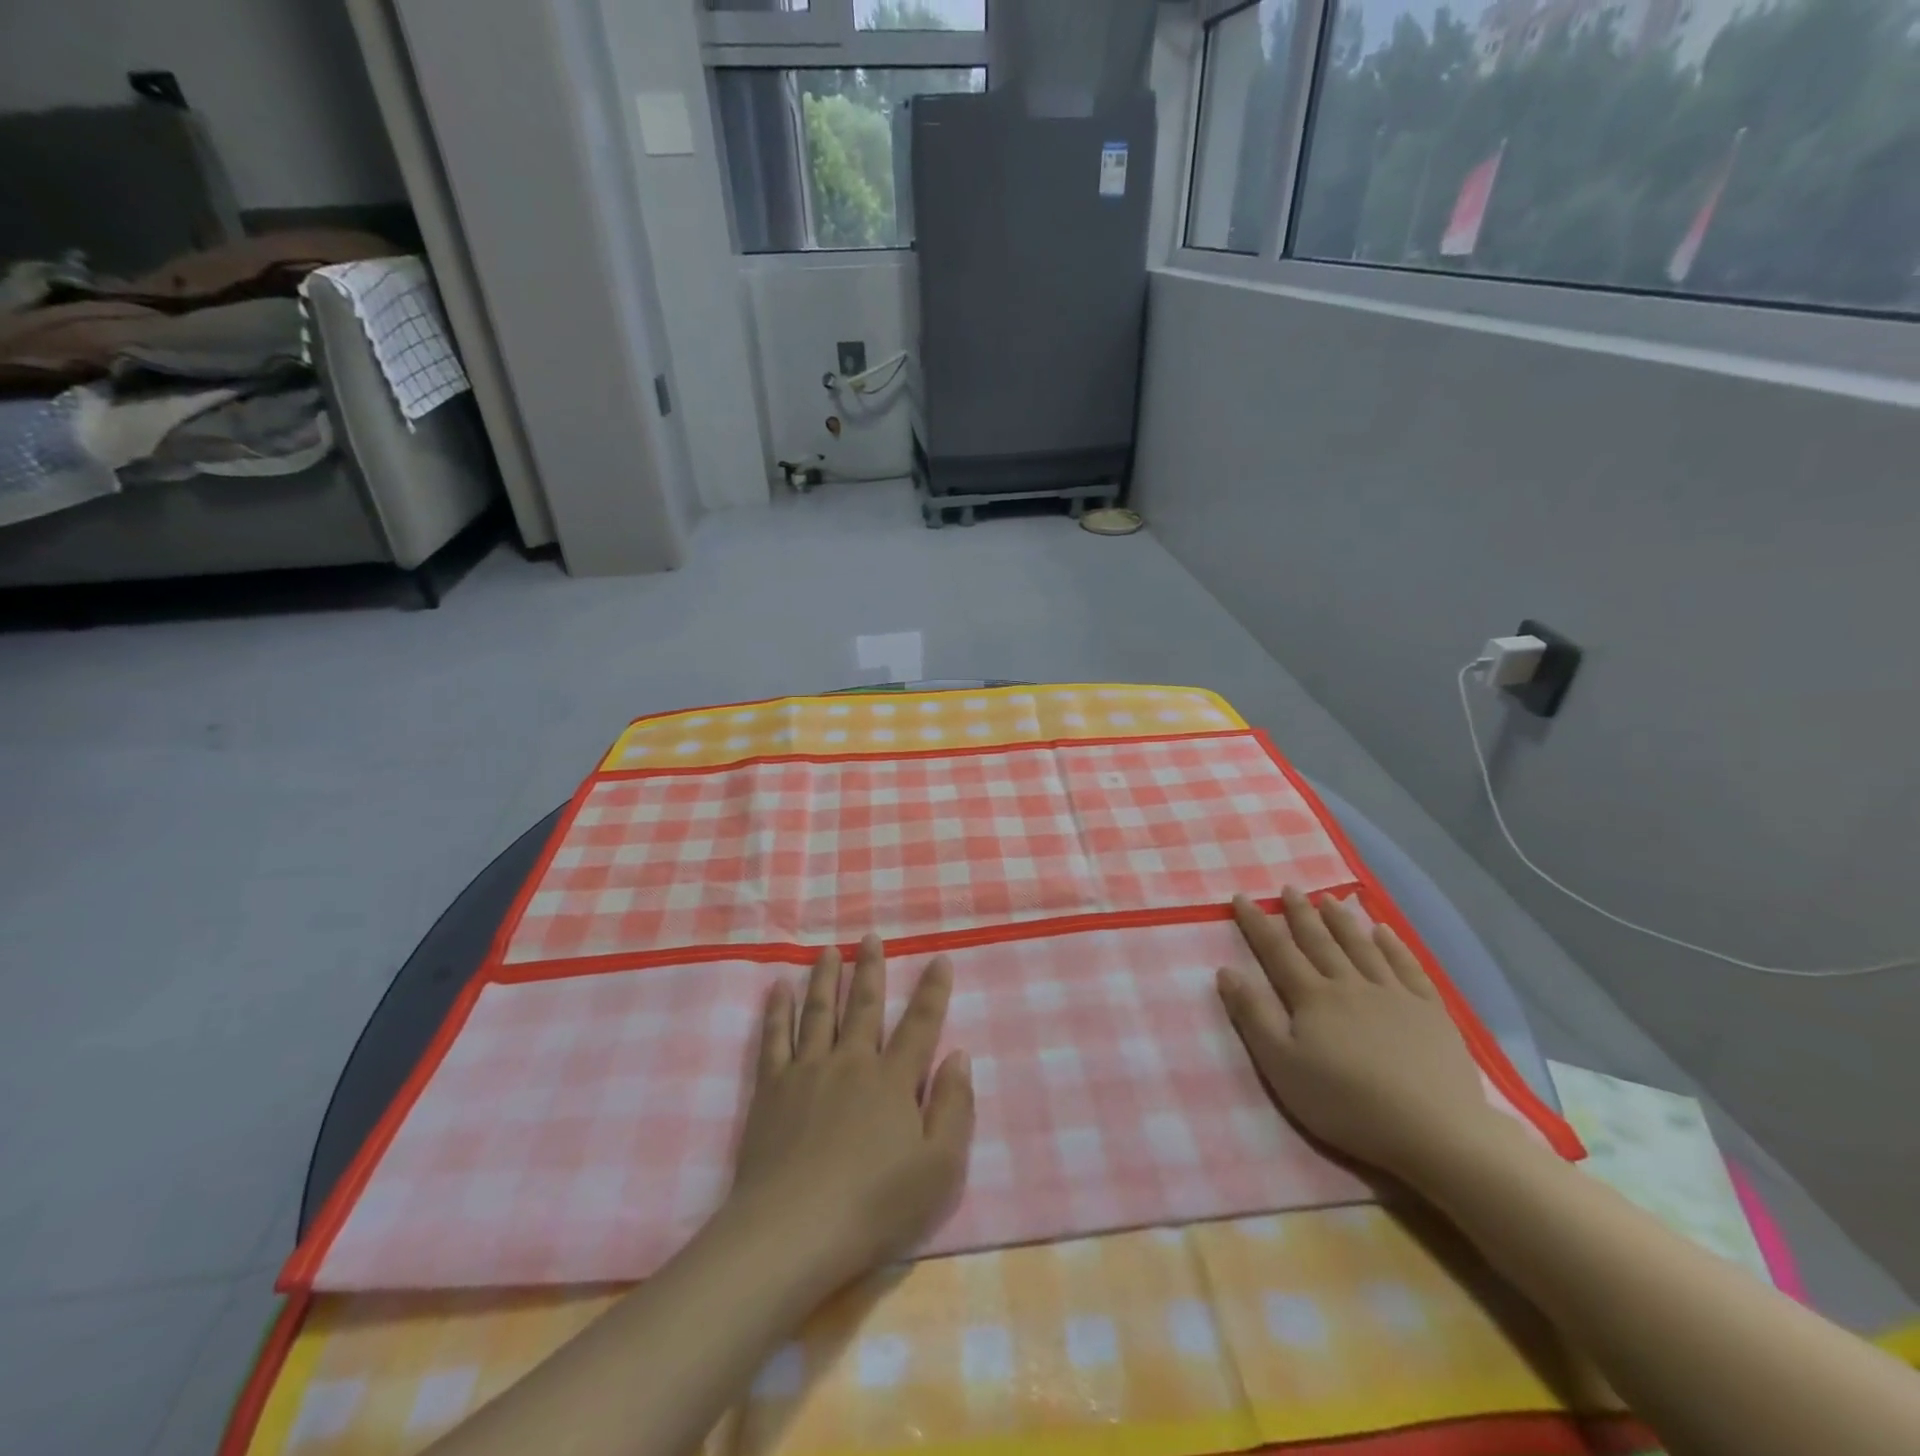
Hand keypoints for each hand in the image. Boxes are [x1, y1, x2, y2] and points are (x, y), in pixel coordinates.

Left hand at [727, 935, 973, 1290]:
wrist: (793, 1231)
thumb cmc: (873, 1206)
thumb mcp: (938, 1169)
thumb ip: (954, 1108)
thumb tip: (958, 1056)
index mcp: (893, 1080)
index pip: (920, 1024)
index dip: (932, 990)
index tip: (939, 958)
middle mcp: (852, 1061)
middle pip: (864, 1005)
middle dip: (871, 969)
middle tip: (870, 937)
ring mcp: (808, 1070)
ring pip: (819, 1011)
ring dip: (825, 978)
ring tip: (828, 951)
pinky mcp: (771, 1088)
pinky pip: (775, 1038)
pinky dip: (777, 1010)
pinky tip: (778, 987)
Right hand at [1217, 888, 1502, 1184]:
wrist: (1434, 1131)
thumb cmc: (1347, 1104)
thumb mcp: (1282, 1066)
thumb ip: (1253, 1016)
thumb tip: (1225, 970)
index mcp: (1312, 998)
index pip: (1278, 951)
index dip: (1258, 924)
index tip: (1242, 897)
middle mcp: (1350, 985)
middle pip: (1320, 942)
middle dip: (1301, 913)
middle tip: (1289, 888)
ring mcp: (1394, 995)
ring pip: (1362, 947)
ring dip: (1342, 921)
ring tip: (1329, 898)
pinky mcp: (1431, 1012)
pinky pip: (1408, 967)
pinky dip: (1394, 946)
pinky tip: (1384, 931)